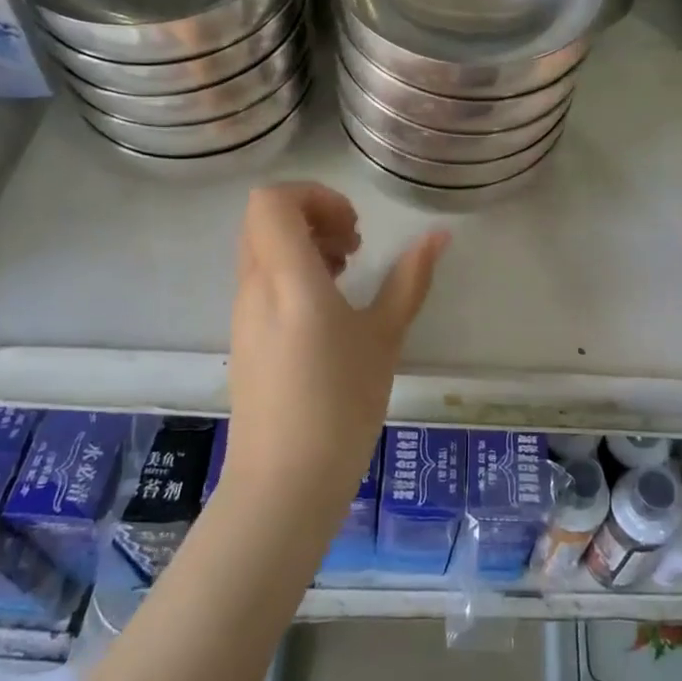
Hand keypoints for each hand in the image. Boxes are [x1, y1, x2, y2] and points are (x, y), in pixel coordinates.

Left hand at [222, 183, 447, 517]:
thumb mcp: (385, 336)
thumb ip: (410, 279)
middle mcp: (255, 286)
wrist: (284, 484)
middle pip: (264, 218)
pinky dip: (293, 274)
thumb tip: (438, 235)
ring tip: (345, 276)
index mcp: (287, 278)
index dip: (314, 196)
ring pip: (261, 248)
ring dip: (304, 245)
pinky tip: (327, 311)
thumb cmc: (341, 404)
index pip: (271, 201)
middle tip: (353, 246)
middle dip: (312, 215)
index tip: (352, 227)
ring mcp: (243, 313)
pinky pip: (261, 280)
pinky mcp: (244, 337)